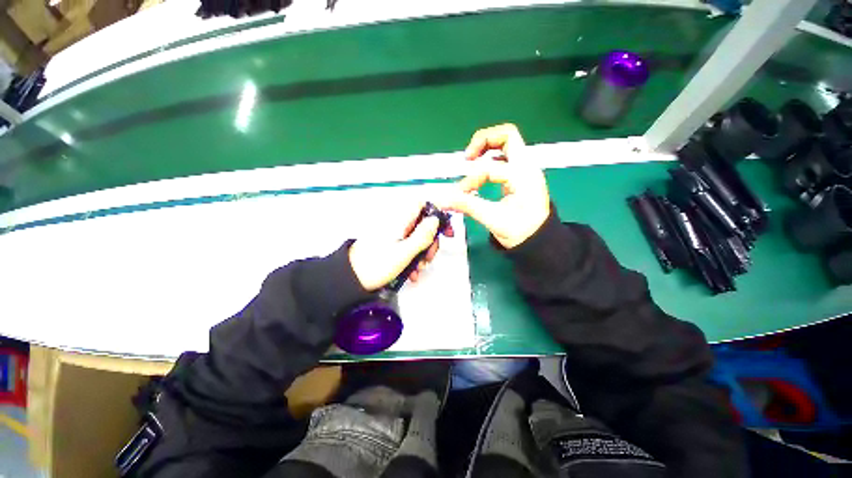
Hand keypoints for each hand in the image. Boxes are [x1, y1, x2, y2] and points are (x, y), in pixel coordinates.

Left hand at [348, 203, 453, 290]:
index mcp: (399, 220)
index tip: (445, 226)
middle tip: (429, 255)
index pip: (422, 204)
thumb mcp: (404, 252)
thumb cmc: (374, 265)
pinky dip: (413, 256)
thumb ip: (422, 235)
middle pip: (422, 223)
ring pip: (417, 236)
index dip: (436, 211)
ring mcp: (394, 234)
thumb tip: (435, 221)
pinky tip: (411, 271)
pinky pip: (408, 245)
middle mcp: (397, 223)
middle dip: (430, 240)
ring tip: (419, 267)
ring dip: (422, 251)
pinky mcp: (391, 243)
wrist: (351, 279)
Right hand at [447, 124, 549, 248]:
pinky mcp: (519, 176)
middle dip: (483, 141)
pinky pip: (505, 158)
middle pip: (507, 135)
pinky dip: (490, 159)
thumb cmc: (521, 232)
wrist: (539, 241)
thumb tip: (443, 200)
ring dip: (487, 147)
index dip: (471, 180)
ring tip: (470, 160)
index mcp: (522, 176)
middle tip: (467, 157)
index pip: (489, 168)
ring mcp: (524, 170)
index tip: (460, 195)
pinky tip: (481, 171)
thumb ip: (468, 206)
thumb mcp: (493, 219)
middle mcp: (526, 167)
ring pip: (507, 144)